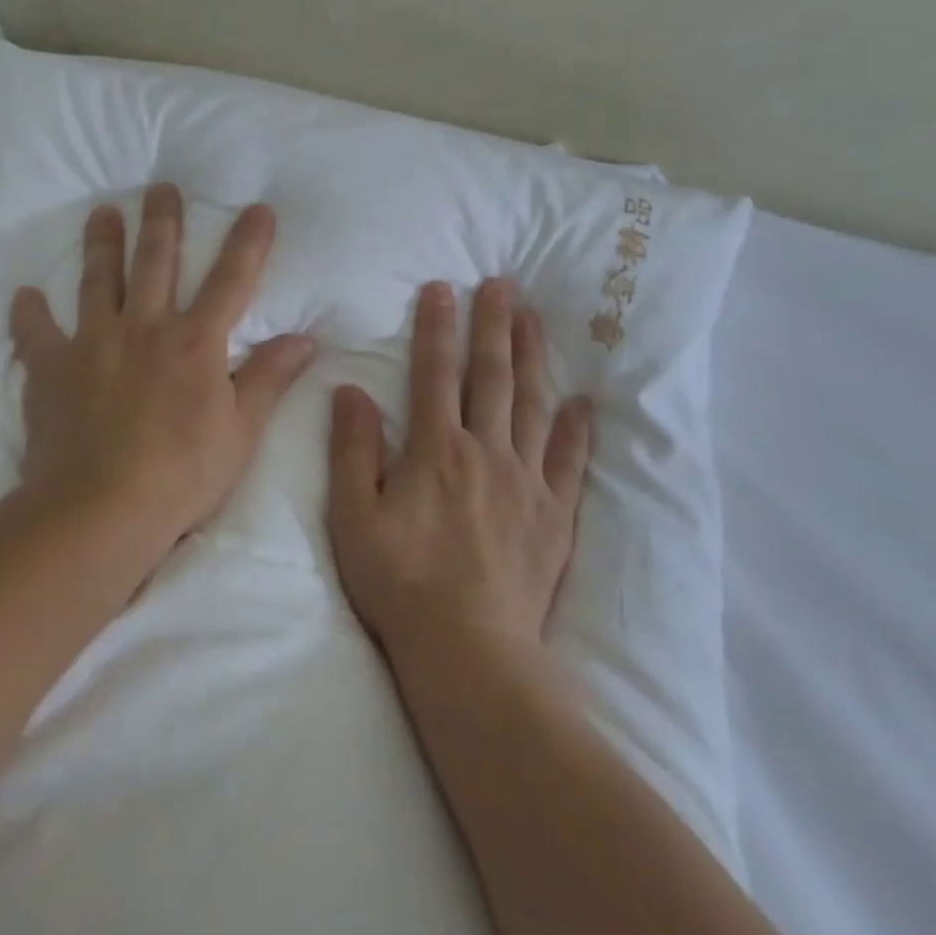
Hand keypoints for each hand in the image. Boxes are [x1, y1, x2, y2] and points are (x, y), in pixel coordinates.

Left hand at [8, 183, 314, 555]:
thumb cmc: (181, 474)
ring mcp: (94, 343)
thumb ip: (269, 379)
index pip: (231, 280)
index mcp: (196, 342)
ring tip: (102, 213)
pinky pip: (36, 334)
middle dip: (163, 221)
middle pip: (157, 262)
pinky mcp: (51, 369)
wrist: (99, 511)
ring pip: (98, 280)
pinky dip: (29, 314)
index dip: (248, 242)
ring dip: (102, 243)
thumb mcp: (241, 431)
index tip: (257, 208)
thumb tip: (305, 339)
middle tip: (161, 187)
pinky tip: (25, 294)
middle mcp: (145, 328)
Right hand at [326, 278, 592, 660]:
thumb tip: (351, 391)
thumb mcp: (353, 517)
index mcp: (435, 449)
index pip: (435, 372)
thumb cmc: (400, 583)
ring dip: (532, 356)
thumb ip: (352, 450)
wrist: (468, 650)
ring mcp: (525, 481)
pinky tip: (583, 403)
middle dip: (494, 324)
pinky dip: (576, 430)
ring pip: (531, 403)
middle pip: (491, 375)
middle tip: (501, 284)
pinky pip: (569, 462)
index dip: (437, 327)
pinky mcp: (554, 514)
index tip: (442, 288)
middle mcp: (485, 451)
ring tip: (534, 318)